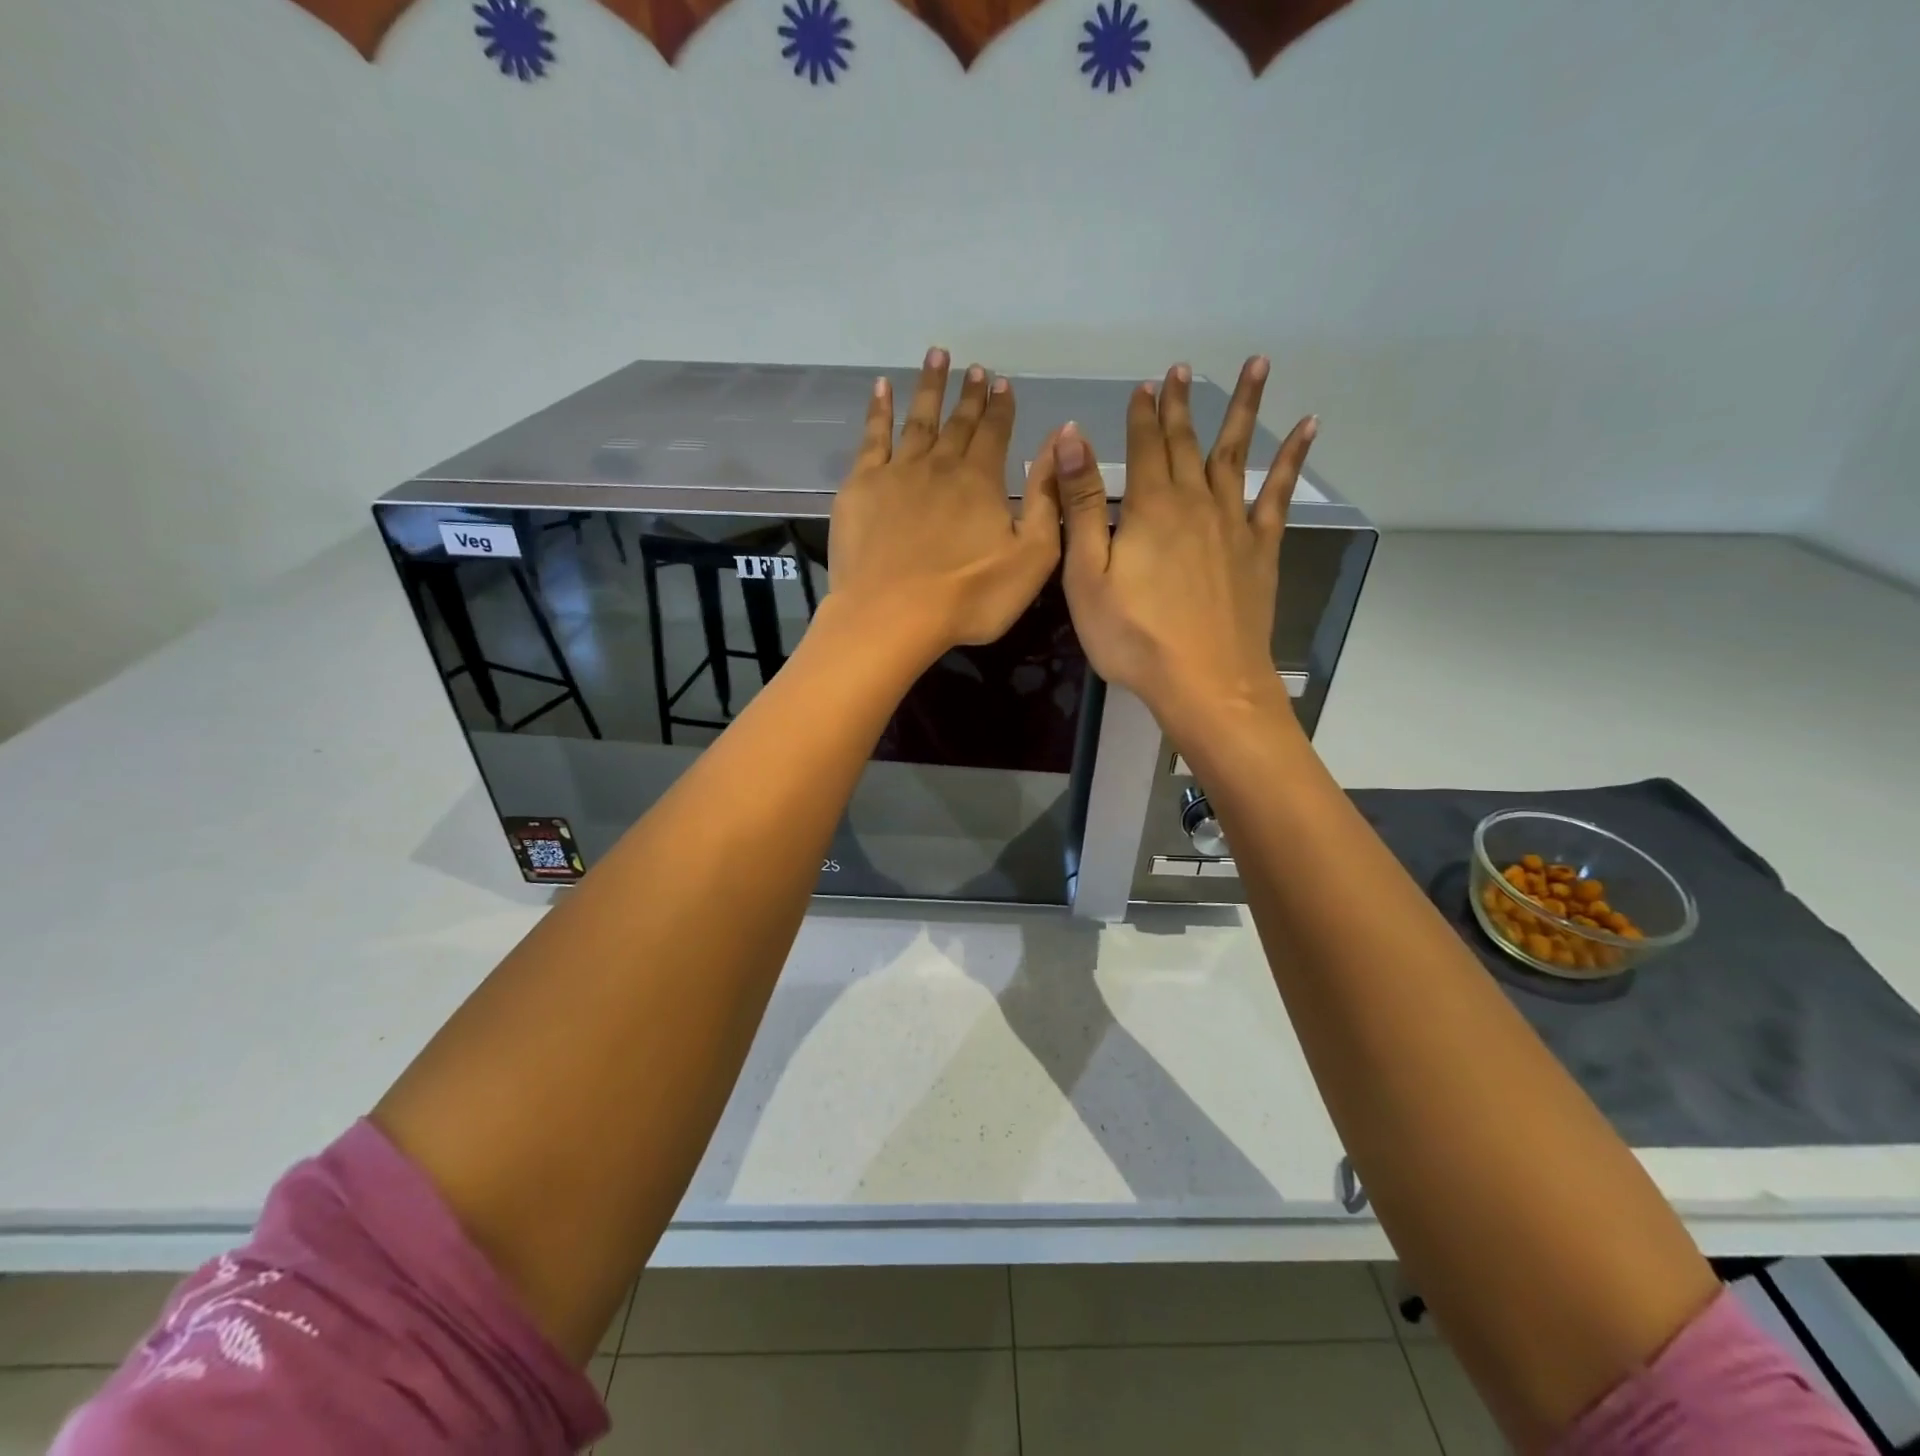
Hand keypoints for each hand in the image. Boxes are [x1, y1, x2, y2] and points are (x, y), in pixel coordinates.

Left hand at [828, 348, 1063, 657]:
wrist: (893, 615)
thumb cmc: (970, 597)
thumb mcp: (1033, 556)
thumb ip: (1049, 498)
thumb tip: (1062, 439)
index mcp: (982, 480)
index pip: (996, 433)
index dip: (1002, 408)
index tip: (1004, 382)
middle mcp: (941, 465)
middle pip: (958, 422)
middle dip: (970, 395)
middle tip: (976, 368)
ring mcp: (897, 472)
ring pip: (917, 419)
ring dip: (929, 387)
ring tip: (937, 356)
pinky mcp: (861, 487)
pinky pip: (872, 437)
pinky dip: (878, 410)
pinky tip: (881, 389)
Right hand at [1056, 357, 1315, 741]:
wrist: (1206, 682)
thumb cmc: (1135, 637)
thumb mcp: (1088, 576)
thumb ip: (1082, 506)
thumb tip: (1073, 439)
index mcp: (1151, 507)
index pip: (1144, 446)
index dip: (1142, 414)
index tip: (1144, 384)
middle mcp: (1196, 502)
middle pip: (1186, 442)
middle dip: (1180, 405)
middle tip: (1181, 368)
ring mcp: (1235, 524)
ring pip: (1237, 454)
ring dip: (1244, 408)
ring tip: (1258, 364)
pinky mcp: (1262, 550)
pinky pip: (1279, 494)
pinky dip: (1293, 458)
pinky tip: (1308, 428)